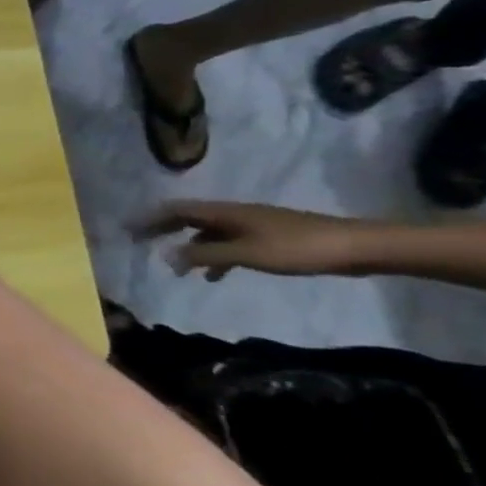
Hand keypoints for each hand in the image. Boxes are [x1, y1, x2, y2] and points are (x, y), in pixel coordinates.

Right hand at [137, 200, 372, 280]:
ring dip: (189, 246)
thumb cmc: (297, 248)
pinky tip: (215, 275)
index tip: (127, 230)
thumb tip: (166, 255)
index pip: (175, 210)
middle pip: (188, 218)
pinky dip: (214, 256)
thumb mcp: (246, 254)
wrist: (358, 247)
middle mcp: (232, 214)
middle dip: (162, 229)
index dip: (149, 219)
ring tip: (177, 268)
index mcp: (224, 212)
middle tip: (140, 241)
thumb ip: (205, 254)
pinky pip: (228, 243)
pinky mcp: (267, 238)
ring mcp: (251, 225)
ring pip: (208, 232)